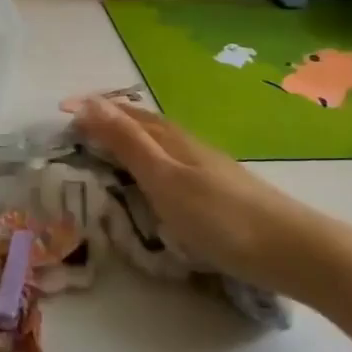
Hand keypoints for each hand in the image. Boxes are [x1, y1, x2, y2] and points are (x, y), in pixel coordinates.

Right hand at [70, 97, 317, 289]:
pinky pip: (170, 162)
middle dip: (108, 119)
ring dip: (128, 138)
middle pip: (141, 123)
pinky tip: (152, 180)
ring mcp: (205, 166)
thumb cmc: (219, 216)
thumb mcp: (164, 178)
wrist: (290, 249)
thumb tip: (90, 102)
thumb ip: (127, 142)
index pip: (124, 113)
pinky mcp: (216, 190)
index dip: (93, 108)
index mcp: (170, 138)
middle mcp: (186, 144)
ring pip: (157, 143)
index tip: (61, 109)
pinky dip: (147, 161)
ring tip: (106, 149)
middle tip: (77, 129)